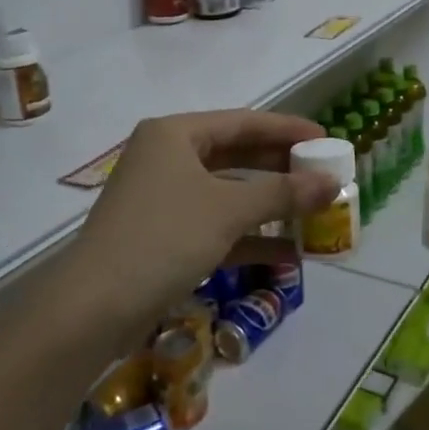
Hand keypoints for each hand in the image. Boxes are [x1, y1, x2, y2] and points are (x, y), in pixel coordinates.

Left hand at [70, 110, 337, 341]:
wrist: (95, 307)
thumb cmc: (164, 237)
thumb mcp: (228, 210)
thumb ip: (283, 193)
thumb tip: (333, 183)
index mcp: (175, 134)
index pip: (243, 122)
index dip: (287, 130)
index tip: (327, 140)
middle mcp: (167, 158)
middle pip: (236, 156)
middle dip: (281, 170)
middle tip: (324, 176)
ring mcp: (164, 200)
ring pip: (228, 194)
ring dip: (270, 206)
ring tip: (315, 214)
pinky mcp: (165, 237)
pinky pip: (217, 227)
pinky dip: (249, 237)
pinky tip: (289, 253)